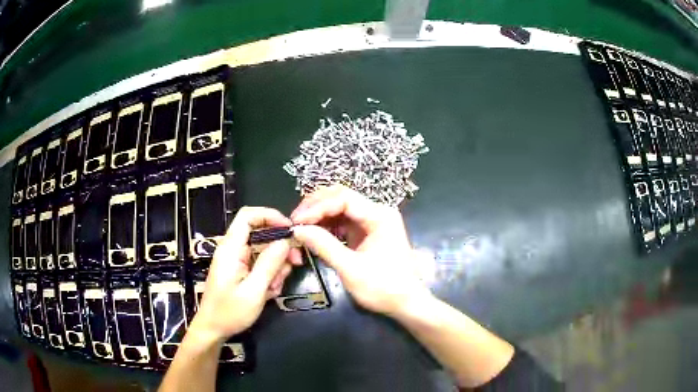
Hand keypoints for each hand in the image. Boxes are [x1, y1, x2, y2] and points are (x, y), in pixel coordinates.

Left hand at [190, 207, 301, 342]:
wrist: (213, 330)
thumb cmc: (229, 312)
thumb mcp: (253, 291)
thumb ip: (269, 264)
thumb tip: (285, 241)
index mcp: (231, 249)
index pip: (248, 216)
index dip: (270, 216)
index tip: (290, 229)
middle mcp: (233, 250)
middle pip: (261, 234)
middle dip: (280, 248)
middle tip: (296, 262)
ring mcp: (237, 261)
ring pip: (264, 252)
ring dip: (276, 267)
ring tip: (276, 287)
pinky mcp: (241, 271)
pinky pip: (260, 265)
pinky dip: (270, 276)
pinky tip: (269, 292)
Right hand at [291, 185, 430, 316]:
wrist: (406, 303)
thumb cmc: (383, 287)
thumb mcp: (350, 268)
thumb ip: (323, 246)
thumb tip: (297, 230)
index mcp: (379, 215)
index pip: (343, 198)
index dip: (317, 207)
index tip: (296, 221)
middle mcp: (377, 212)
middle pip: (341, 197)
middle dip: (316, 206)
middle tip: (295, 221)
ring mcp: (372, 221)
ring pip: (340, 208)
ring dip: (320, 215)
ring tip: (301, 227)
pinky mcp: (367, 232)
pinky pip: (343, 222)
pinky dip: (327, 226)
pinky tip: (314, 234)